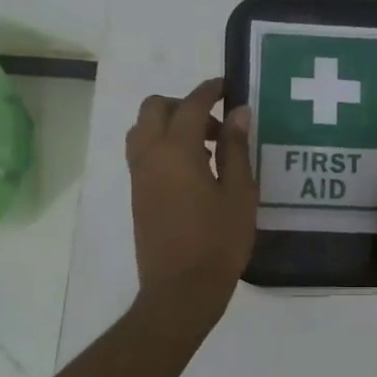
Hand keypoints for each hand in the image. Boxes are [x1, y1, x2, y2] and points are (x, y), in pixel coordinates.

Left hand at [125, 77, 256, 315]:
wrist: (181, 290)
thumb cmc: (218, 241)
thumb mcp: (239, 192)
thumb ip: (235, 147)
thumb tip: (237, 112)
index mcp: (176, 150)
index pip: (191, 105)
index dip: (209, 91)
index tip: (227, 86)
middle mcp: (150, 156)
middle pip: (155, 109)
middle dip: (183, 104)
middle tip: (215, 123)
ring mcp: (138, 176)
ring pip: (143, 130)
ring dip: (169, 125)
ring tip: (204, 147)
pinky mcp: (137, 195)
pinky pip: (143, 153)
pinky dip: (162, 145)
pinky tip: (193, 170)